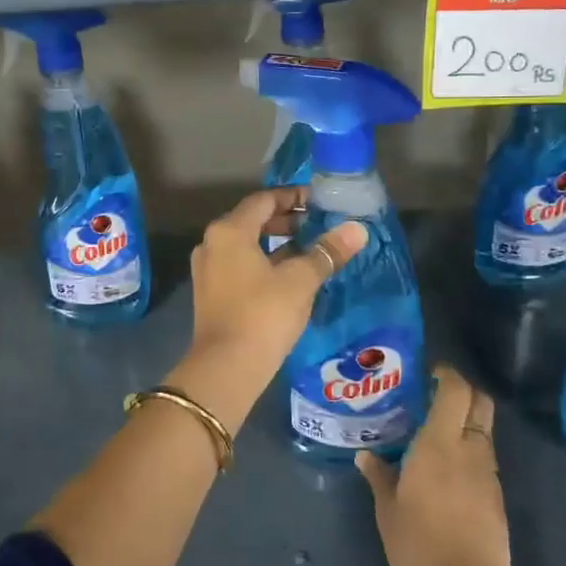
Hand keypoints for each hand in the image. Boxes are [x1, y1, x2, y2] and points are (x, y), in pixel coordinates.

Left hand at [177, 188, 366, 418]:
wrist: (226, 368)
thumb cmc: (263, 315)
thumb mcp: (300, 280)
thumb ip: (327, 252)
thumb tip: (357, 229)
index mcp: (229, 231)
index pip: (263, 200)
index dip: (293, 197)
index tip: (319, 201)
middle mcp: (213, 243)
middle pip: (252, 220)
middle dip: (286, 221)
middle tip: (318, 224)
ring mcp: (208, 269)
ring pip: (246, 244)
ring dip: (276, 243)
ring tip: (310, 249)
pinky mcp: (211, 293)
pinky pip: (240, 265)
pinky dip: (264, 262)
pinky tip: (289, 276)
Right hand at [358, 365, 517, 565]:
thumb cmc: (417, 547)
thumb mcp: (387, 510)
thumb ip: (379, 475)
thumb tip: (366, 454)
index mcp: (440, 445)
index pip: (456, 391)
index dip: (446, 374)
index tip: (428, 372)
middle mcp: (470, 452)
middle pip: (480, 403)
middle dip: (463, 391)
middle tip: (434, 396)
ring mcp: (489, 476)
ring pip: (484, 432)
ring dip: (466, 423)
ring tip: (434, 433)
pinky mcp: (497, 499)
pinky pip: (485, 460)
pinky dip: (469, 452)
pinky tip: (446, 469)